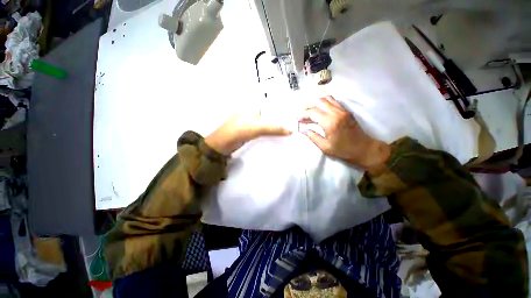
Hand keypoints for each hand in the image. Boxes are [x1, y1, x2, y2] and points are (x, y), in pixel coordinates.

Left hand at [205, 112, 290, 154]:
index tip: (291, 119)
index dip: (280, 113)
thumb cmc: (239, 131)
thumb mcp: (258, 128)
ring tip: (285, 133)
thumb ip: (274, 129)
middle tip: (290, 127)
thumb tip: (290, 131)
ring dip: (273, 129)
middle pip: (267, 118)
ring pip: (264, 125)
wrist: (222, 145)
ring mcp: (248, 124)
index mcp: (252, 108)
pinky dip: (267, 135)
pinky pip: (260, 132)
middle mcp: (250, 114)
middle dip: (277, 122)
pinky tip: (274, 138)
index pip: (269, 109)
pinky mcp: (247, 133)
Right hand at [299, 95, 390, 170]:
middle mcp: (336, 113)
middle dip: (308, 106)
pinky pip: (333, 101)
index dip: (303, 115)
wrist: (363, 149)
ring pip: (326, 99)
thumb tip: (302, 130)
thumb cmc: (343, 150)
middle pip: (318, 102)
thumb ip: (312, 137)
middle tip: (302, 114)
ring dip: (316, 103)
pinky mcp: (346, 111)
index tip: (298, 120)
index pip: (312, 112)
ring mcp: (342, 110)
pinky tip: (320, 109)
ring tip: (310, 111)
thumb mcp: (325, 147)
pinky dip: (324, 102)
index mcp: (330, 123)